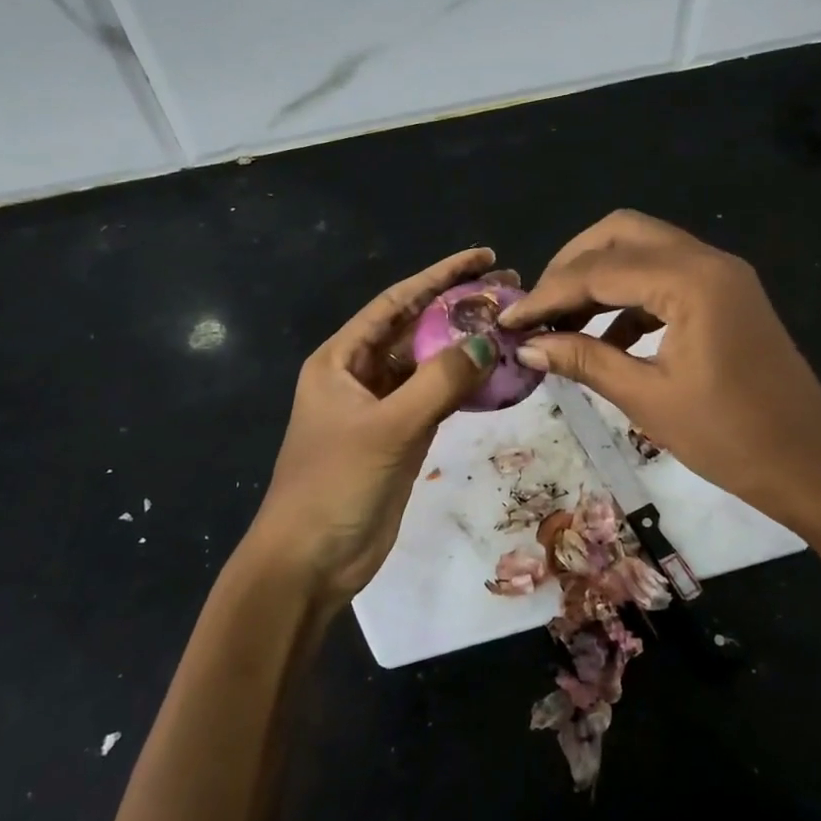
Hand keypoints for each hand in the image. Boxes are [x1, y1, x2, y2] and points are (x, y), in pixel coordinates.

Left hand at [249, 247, 501, 608]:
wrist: (308, 562)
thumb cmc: (335, 485)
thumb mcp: (388, 428)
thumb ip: (438, 382)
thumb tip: (485, 342)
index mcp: (342, 359)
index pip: (397, 302)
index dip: (440, 276)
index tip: (483, 257)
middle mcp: (360, 375)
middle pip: (415, 329)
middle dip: (458, 308)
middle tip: (510, 291)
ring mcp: (381, 408)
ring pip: (428, 365)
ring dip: (464, 347)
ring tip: (511, 327)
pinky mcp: (398, 437)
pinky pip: (436, 399)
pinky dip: (463, 387)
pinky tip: (496, 376)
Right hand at [501, 212, 820, 535]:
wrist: (813, 465)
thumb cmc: (730, 437)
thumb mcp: (648, 398)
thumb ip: (585, 360)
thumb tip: (528, 345)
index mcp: (690, 280)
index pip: (599, 269)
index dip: (547, 294)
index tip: (508, 320)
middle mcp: (707, 260)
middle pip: (623, 233)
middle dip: (573, 264)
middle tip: (539, 306)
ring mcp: (723, 275)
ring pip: (646, 250)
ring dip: (601, 278)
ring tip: (563, 323)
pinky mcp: (728, 296)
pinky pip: (667, 277)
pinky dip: (631, 298)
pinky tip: (606, 338)